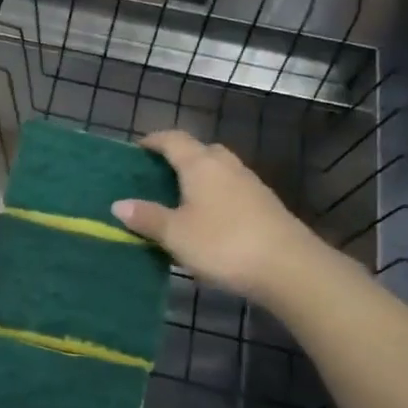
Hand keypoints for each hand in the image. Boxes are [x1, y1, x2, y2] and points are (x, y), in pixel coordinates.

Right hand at [112, 129, 321, 299]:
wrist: (288, 267)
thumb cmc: (223, 243)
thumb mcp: (176, 234)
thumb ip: (147, 217)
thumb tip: (118, 204)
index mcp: (201, 164)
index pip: (173, 140)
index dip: (154, 141)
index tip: (138, 148)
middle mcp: (226, 166)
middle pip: (201, 151)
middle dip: (179, 157)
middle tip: (158, 175)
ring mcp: (250, 184)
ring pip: (219, 170)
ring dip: (200, 178)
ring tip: (180, 198)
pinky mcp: (265, 205)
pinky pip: (232, 190)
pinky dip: (216, 196)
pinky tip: (209, 219)